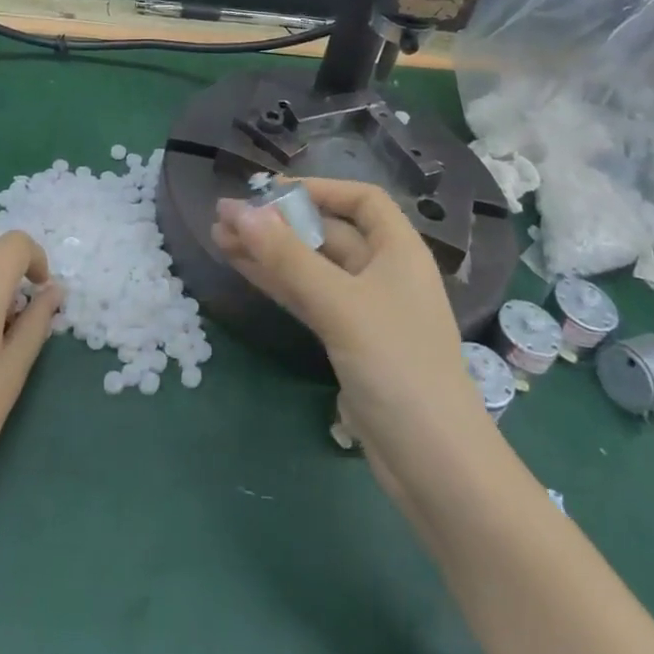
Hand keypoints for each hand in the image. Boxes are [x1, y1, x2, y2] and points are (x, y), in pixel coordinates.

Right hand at [212, 179, 492, 483]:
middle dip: (280, 222)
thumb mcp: (341, 305)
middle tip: (225, 216)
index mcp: (399, 250)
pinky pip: (309, 299)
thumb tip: (241, 211)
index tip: (272, 191)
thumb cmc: (398, 367)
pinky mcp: (349, 342)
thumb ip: (289, 258)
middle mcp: (384, 272)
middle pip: (329, 232)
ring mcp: (365, 310)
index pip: (361, 200)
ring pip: (311, 267)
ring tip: (219, 237)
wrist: (435, 464)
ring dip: (270, 252)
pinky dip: (278, 283)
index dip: (320, 188)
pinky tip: (243, 269)